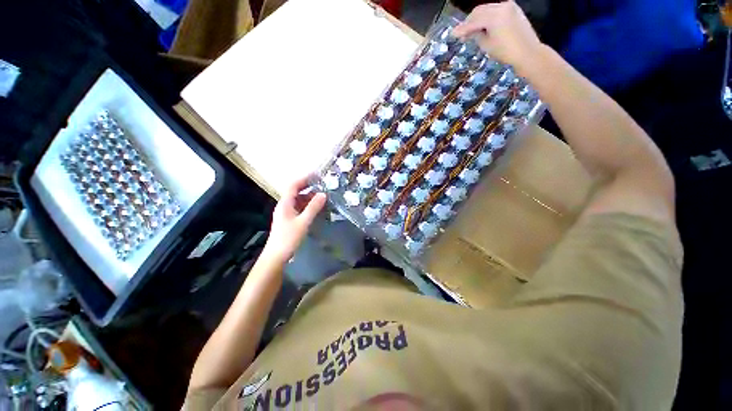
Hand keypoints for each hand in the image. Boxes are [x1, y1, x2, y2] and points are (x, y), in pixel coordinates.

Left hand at [263, 175, 326, 263]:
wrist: (276, 255)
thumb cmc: (288, 238)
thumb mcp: (303, 222)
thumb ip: (313, 208)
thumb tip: (323, 194)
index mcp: (285, 203)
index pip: (293, 185)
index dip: (304, 178)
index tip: (317, 175)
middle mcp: (285, 205)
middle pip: (296, 191)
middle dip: (308, 187)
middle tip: (322, 185)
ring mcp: (286, 213)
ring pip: (298, 200)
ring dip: (309, 197)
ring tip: (322, 196)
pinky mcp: (289, 219)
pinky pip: (300, 208)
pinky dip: (308, 205)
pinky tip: (316, 208)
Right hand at [452, 1, 542, 75]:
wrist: (528, 52)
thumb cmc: (506, 51)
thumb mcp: (487, 45)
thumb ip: (476, 35)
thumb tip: (469, 32)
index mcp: (494, 16)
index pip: (474, 20)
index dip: (462, 28)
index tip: (453, 34)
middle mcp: (501, 6)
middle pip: (480, 10)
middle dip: (469, 22)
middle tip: (461, 33)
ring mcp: (509, 6)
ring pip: (487, 9)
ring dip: (478, 19)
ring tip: (471, 31)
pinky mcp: (514, 9)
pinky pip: (496, 10)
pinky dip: (487, 17)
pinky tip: (483, 27)